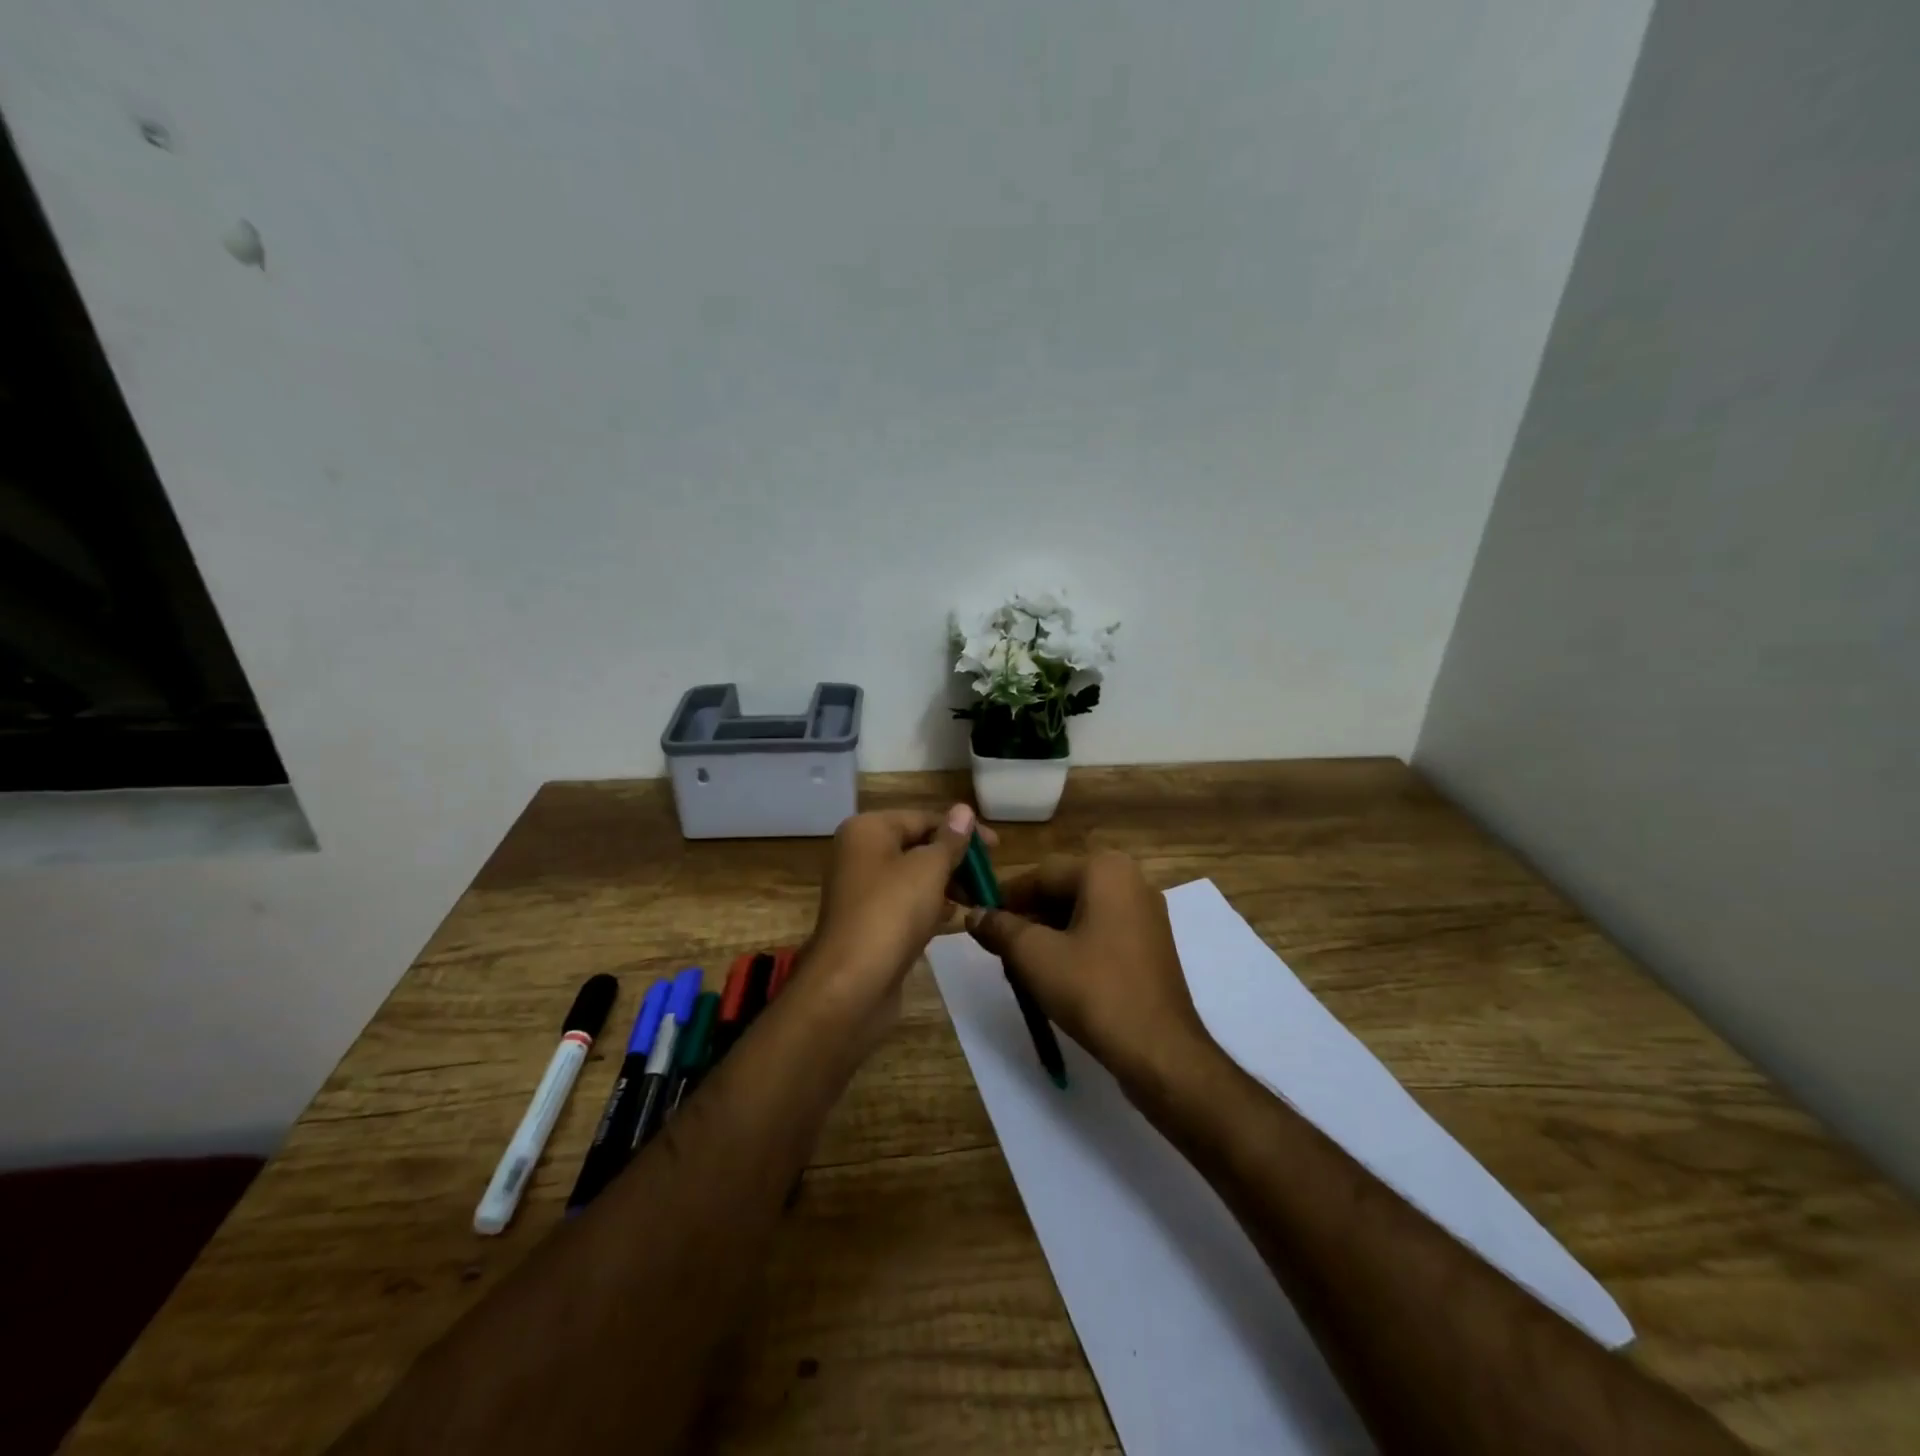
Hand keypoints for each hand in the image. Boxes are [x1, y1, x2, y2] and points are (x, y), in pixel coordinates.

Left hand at [803, 805, 989, 1001]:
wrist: (851, 984)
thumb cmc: (892, 912)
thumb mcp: (929, 868)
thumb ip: (950, 840)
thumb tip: (963, 810)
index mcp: (868, 830)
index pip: (924, 818)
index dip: (963, 831)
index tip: (997, 848)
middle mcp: (860, 853)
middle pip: (917, 846)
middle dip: (955, 860)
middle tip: (988, 877)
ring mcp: (862, 890)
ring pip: (913, 877)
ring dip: (946, 885)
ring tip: (979, 899)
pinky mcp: (869, 922)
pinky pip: (906, 904)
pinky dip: (930, 907)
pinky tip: (956, 918)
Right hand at [966, 851, 1212, 1084]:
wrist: (1159, 1050)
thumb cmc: (1094, 990)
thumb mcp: (1034, 956)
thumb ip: (1000, 928)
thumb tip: (974, 914)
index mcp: (1105, 870)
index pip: (1040, 874)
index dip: (1005, 899)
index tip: (979, 923)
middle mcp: (1131, 880)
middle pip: (1061, 891)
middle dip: (1027, 918)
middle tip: (998, 950)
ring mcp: (1146, 913)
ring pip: (1081, 913)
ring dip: (1048, 935)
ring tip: (1021, 967)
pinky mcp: (1151, 944)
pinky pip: (1102, 932)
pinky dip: (1074, 946)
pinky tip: (1055, 976)